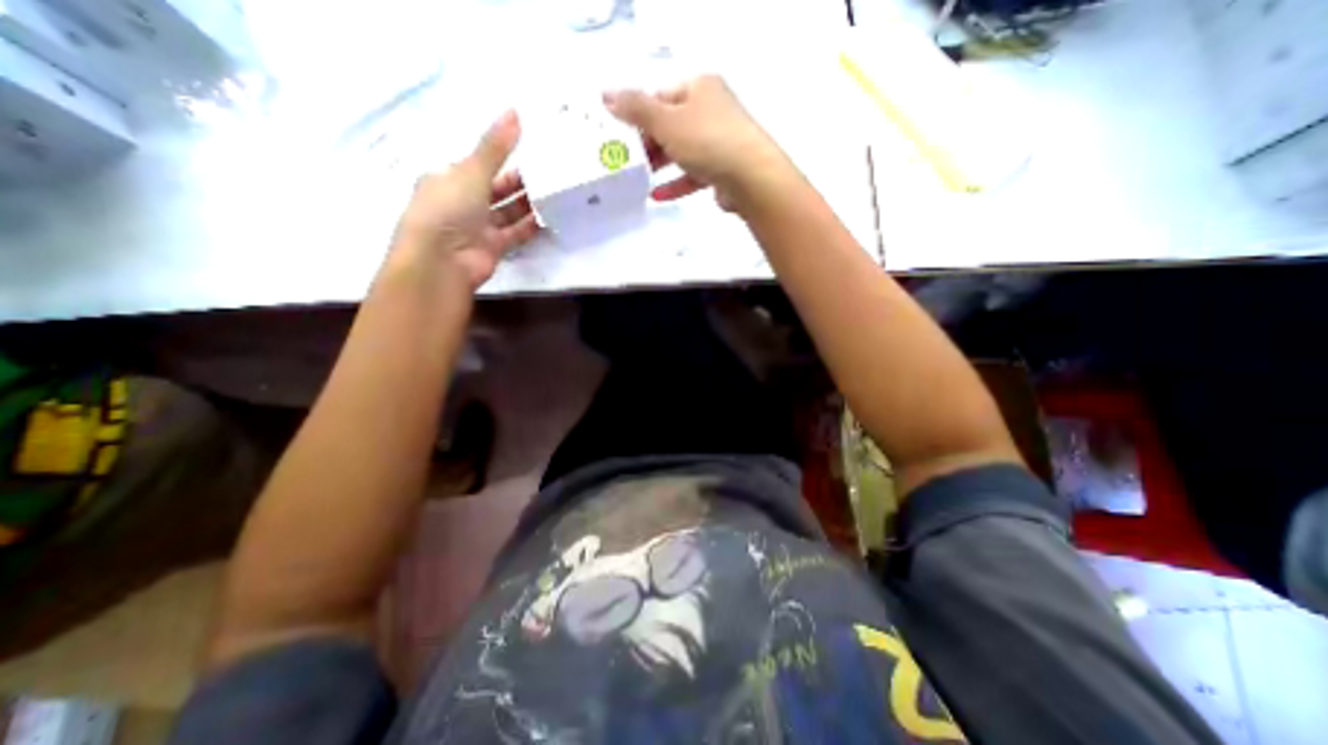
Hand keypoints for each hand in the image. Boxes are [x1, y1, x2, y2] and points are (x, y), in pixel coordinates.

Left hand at [390, 111, 537, 290]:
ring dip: (526, 204)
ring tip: (552, 191)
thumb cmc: (448, 209)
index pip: (476, 165)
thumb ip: (495, 147)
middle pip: (495, 189)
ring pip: (507, 212)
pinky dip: (530, 227)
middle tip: (546, 171)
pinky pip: (515, 234)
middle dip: (517, 181)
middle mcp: (462, 203)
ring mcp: (478, 227)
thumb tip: (515, 112)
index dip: (499, 156)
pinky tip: (548, 217)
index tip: (526, 149)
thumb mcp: (471, 171)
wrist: (442, 260)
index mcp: (448, 179)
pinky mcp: (493, 247)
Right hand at [606, 75, 792, 211]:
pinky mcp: (722, 170)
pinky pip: (693, 175)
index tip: (621, 135)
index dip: (639, 114)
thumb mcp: (666, 121)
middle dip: (648, 143)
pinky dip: (675, 184)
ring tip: (637, 179)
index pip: (661, 96)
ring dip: (660, 165)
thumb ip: (636, 110)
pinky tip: (657, 196)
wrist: (751, 178)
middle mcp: (711, 110)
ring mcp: (719, 141)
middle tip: (627, 160)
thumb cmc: (707, 140)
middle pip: (671, 125)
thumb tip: (606, 96)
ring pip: (682, 151)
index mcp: (700, 88)